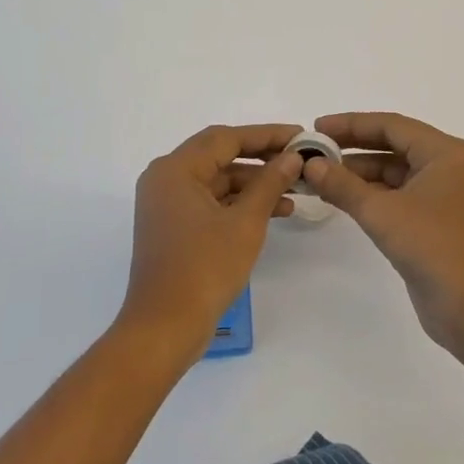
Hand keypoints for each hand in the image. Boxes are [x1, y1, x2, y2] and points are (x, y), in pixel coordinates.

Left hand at [119, 124, 302, 352]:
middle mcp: (166, 178)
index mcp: (175, 169)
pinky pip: (211, 202)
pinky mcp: (174, 226)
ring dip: (254, 184)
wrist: (164, 328)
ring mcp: (168, 204)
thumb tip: (291, 157)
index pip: (225, 138)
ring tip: (295, 190)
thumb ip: (269, 183)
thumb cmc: (204, 269)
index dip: (265, 135)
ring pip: (218, 180)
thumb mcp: (245, 223)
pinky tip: (276, 211)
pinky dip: (240, 204)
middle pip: (220, 155)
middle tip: (298, 158)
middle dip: (261, 157)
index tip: (299, 135)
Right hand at [303, 112, 463, 351]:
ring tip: (319, 176)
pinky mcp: (437, 222)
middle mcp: (448, 167)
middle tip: (314, 151)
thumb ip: (343, 185)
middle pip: (393, 146)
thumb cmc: (435, 248)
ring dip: (359, 174)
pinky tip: (341, 198)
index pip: (392, 126)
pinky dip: (371, 195)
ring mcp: (444, 195)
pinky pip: (399, 195)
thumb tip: (310, 164)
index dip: (351, 125)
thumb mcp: (382, 213)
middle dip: (353, 148)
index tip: (316, 128)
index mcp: (446, 153)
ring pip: (395, 173)